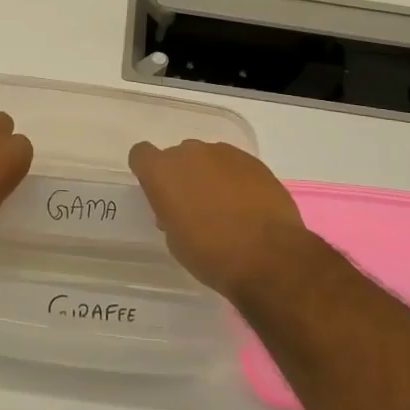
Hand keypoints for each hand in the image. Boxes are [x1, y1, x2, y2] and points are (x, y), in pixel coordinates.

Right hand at [128, 139, 310, 297]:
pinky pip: (234, 165)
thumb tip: (180, 208)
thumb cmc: (211, 255)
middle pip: (178, 156)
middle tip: (194, 205)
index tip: (158, 192)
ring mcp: (224, 153)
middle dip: (182, 175)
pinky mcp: (253, 161)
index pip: (141, 155)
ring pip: (208, 158)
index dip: (148, 171)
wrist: (268, 257)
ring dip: (210, 176)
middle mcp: (190, 153)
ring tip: (225, 207)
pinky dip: (236, 180)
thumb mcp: (176, 241)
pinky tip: (247, 206)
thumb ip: (170, 214)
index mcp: (163, 172)